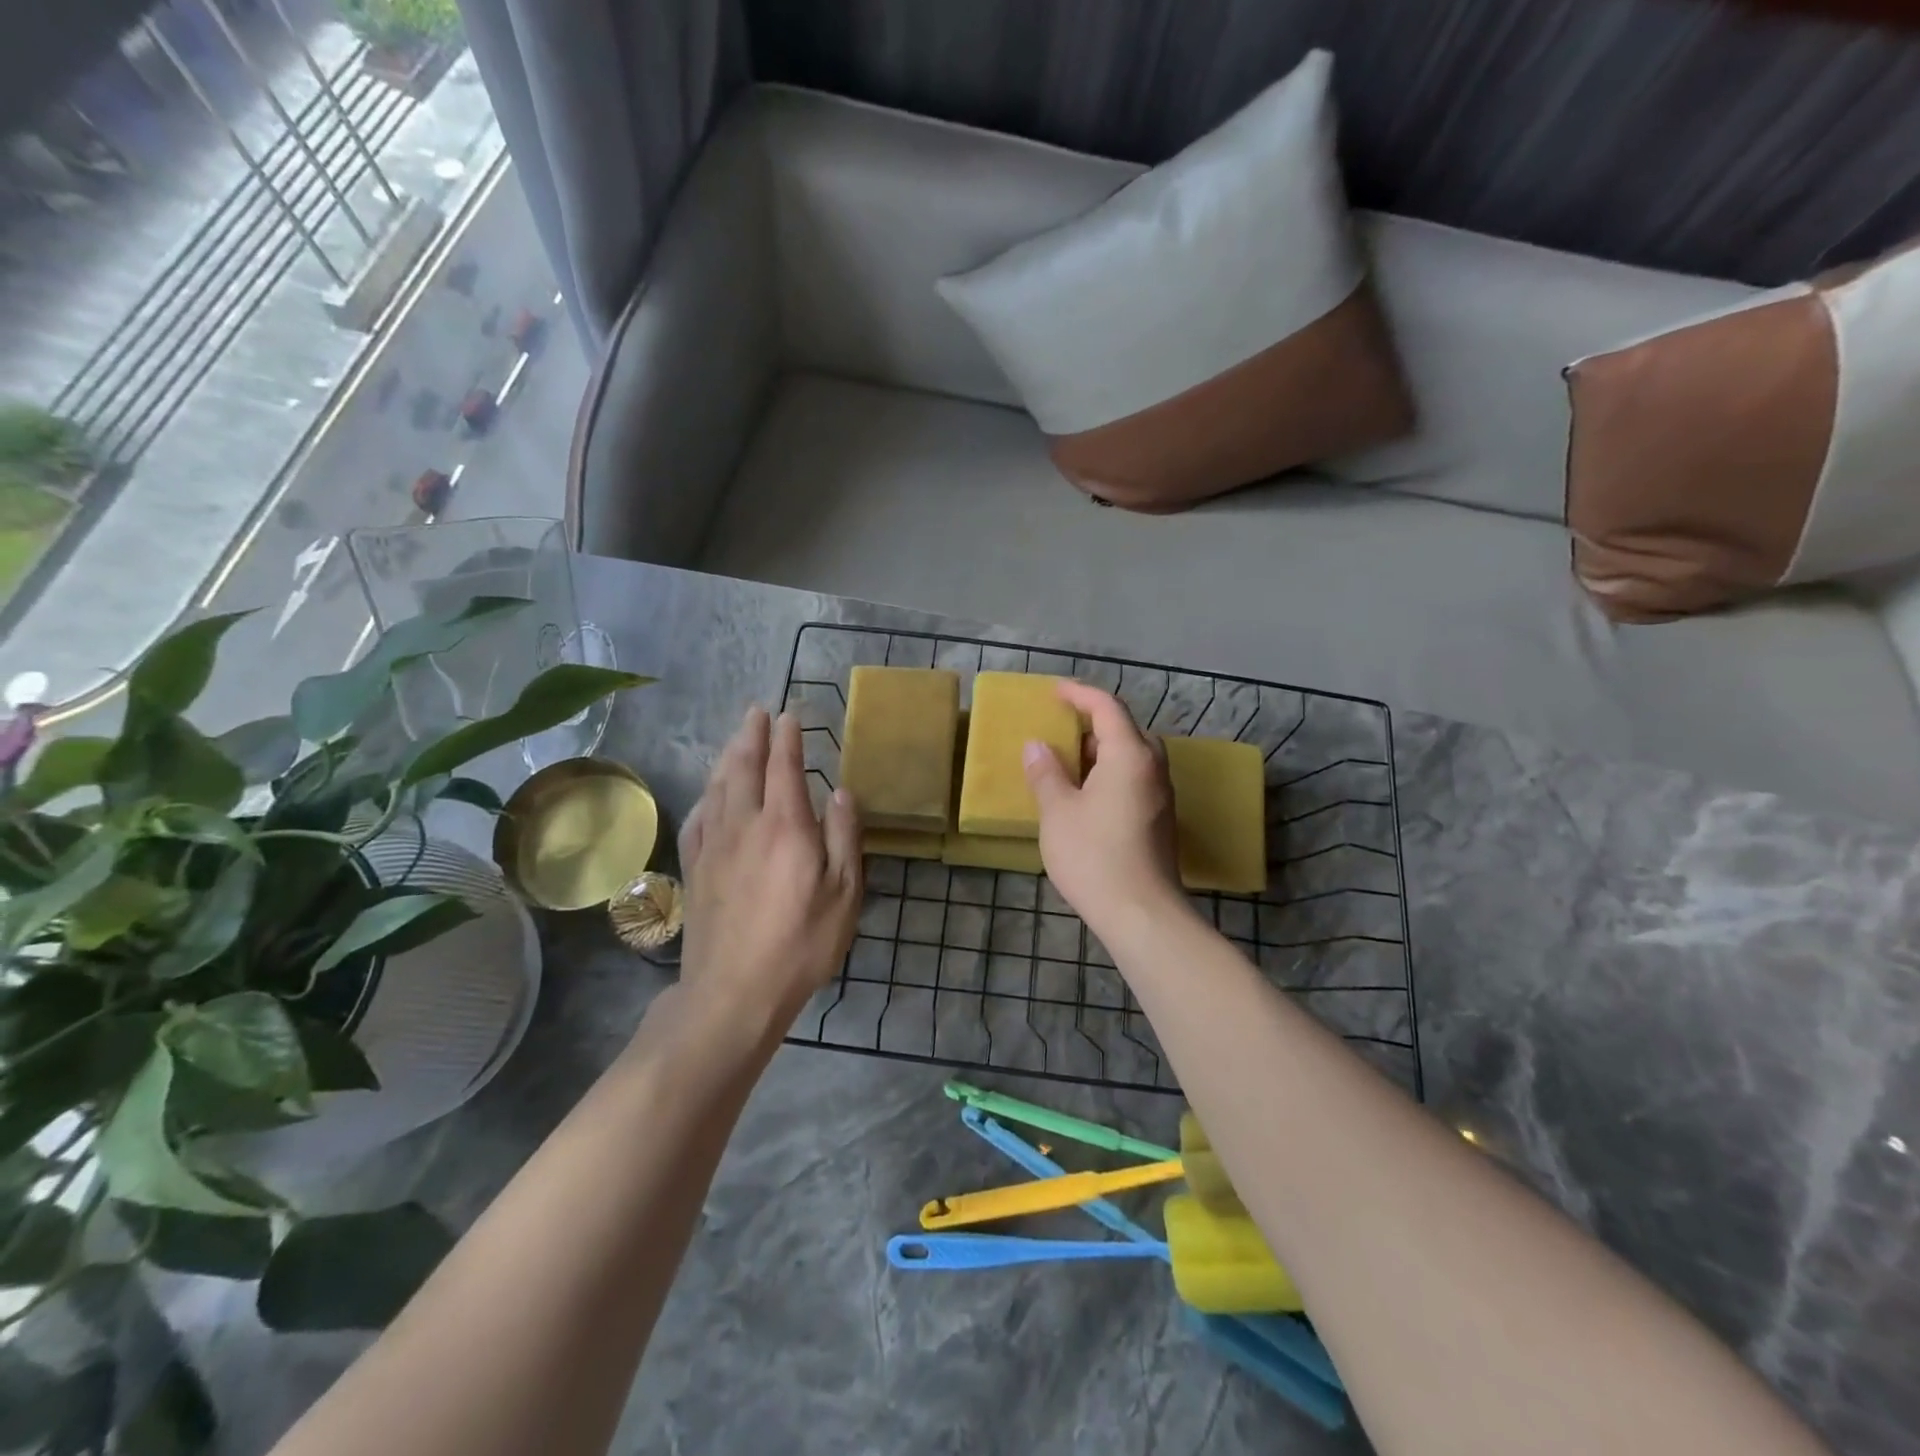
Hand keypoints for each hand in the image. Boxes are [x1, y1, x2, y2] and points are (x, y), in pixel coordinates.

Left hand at [675, 705, 863, 1044]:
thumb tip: (840, 792)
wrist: (732, 992)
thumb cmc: (800, 944)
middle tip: (756, 711)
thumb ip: (844, 837)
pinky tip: (709, 795)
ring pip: (718, 787)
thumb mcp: (843, 894)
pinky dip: (705, 796)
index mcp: (786, 826)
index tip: (789, 715)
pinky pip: (697, 818)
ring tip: (735, 738)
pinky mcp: (694, 868)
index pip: (785, 767)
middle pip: (745, 767)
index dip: (788, 738)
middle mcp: (745, 824)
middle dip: (752, 735)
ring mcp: (714, 845)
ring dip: (727, 756)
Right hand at [1022, 682, 1181, 933]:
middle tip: (1062, 729)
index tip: (1054, 692)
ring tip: (1070, 762)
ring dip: (1102, 751)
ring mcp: (1160, 795)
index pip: (1107, 708)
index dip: (1079, 695)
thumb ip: (1046, 773)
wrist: (1142, 914)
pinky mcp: (1160, 819)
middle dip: (1094, 723)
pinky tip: (1087, 795)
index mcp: (1129, 755)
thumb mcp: (1058, 811)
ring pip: (1133, 757)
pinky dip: (1111, 773)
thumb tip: (1037, 746)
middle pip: (1126, 730)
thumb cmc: (1094, 856)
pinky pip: (1135, 779)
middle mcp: (1152, 768)